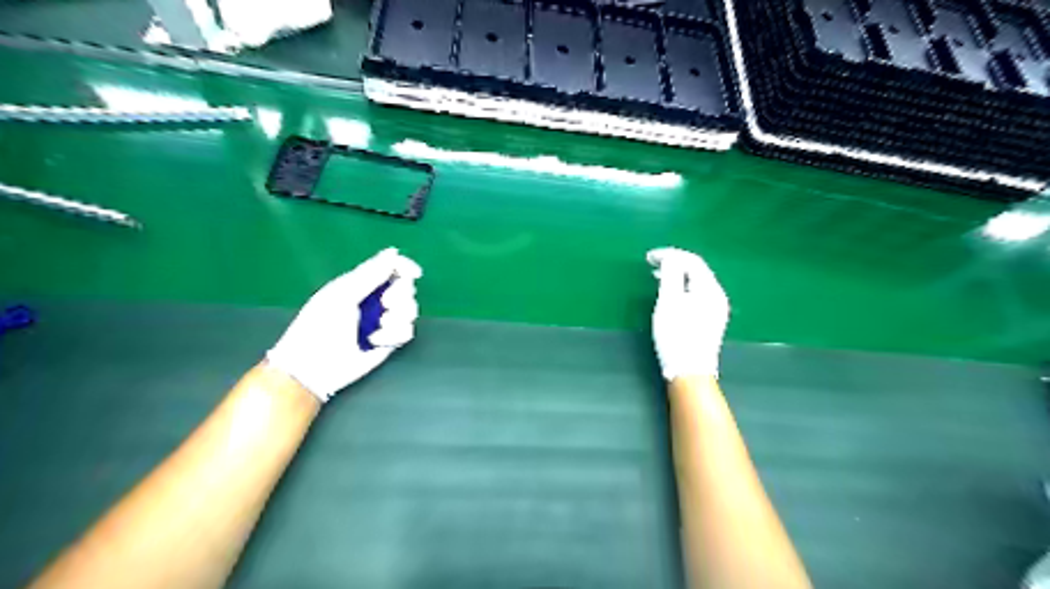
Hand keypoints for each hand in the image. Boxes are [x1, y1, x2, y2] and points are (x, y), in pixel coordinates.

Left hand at [266, 246, 421, 402]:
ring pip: (410, 310)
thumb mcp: (343, 295)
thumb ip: (370, 274)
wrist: (315, 366)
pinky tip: (376, 341)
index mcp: (361, 284)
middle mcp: (375, 300)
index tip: (414, 273)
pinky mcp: (390, 340)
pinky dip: (394, 335)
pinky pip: (407, 330)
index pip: (391, 268)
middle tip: (385, 305)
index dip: (405, 267)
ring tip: (379, 328)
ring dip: (398, 317)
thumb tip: (393, 252)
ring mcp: (384, 320)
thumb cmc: (320, 326)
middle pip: (405, 288)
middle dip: (400, 296)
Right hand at [644, 247, 726, 378]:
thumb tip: (670, 257)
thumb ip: (670, 274)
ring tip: (657, 276)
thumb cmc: (676, 335)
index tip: (648, 257)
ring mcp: (716, 309)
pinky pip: (696, 294)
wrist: (689, 371)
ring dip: (677, 275)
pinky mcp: (710, 320)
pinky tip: (670, 294)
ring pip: (696, 283)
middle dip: (674, 263)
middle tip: (651, 264)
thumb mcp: (669, 301)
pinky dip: (682, 288)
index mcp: (710, 289)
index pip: (692, 261)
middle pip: (697, 270)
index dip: (670, 254)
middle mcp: (717, 296)